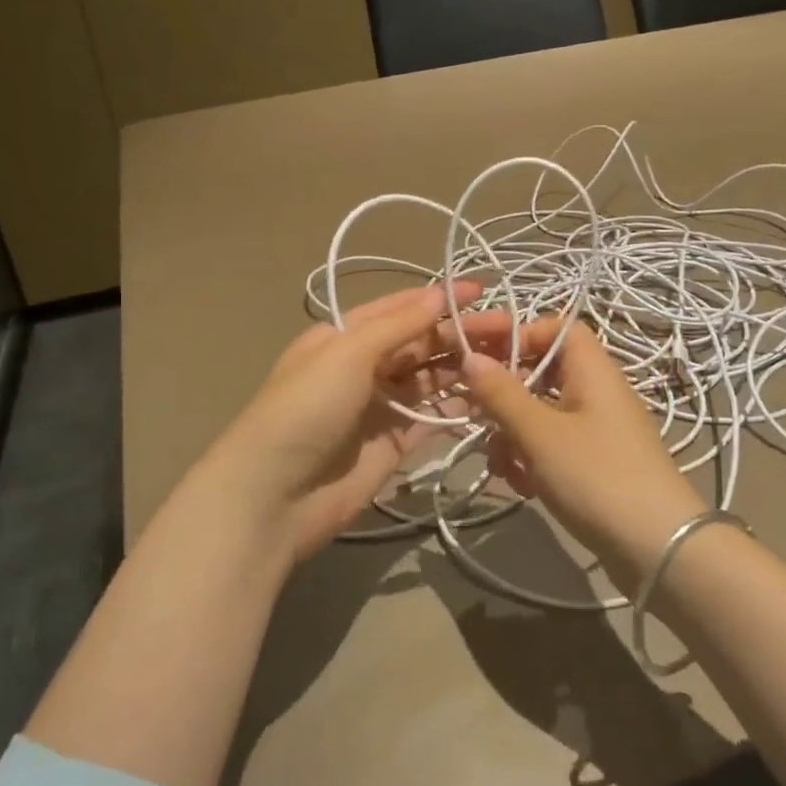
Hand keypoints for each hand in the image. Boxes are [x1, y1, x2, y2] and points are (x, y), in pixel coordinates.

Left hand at [190, 283, 520, 561]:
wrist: (274, 495)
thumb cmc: (306, 408)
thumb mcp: (346, 353)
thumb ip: (398, 326)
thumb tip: (439, 295)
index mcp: (344, 337)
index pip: (399, 309)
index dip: (438, 298)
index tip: (481, 291)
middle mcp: (363, 367)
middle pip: (420, 344)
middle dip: (460, 333)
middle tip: (511, 328)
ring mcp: (380, 407)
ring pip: (430, 379)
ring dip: (464, 367)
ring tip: (509, 357)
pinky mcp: (393, 444)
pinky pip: (431, 418)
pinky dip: (457, 407)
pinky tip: (490, 396)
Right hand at [461, 318, 700, 576]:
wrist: (659, 551)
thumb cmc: (598, 477)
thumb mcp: (540, 433)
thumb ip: (501, 393)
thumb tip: (470, 357)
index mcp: (592, 370)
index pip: (554, 328)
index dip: (515, 333)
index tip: (478, 353)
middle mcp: (596, 392)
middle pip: (541, 373)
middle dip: (503, 397)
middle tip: (472, 416)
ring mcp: (597, 430)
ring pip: (540, 414)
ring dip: (512, 435)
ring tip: (502, 466)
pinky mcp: (595, 464)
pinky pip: (553, 446)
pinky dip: (532, 460)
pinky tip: (522, 487)